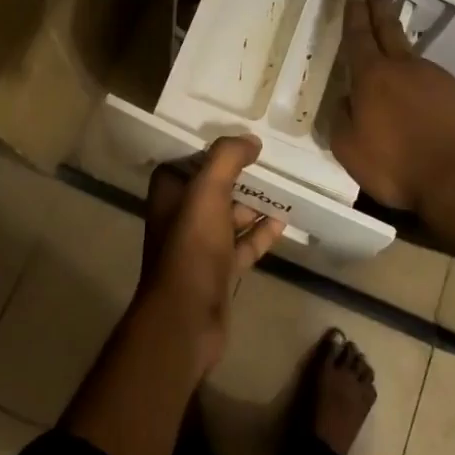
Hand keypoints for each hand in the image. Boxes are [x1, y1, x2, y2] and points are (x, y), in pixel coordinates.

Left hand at [134, 136, 286, 371]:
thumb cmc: (192, 246)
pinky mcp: (218, 269)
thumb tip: (251, 140)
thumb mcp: (207, 191)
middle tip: (272, 159)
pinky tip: (284, 220)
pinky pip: (243, 243)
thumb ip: (227, 158)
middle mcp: (180, 215)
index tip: (243, 137)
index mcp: (169, 192)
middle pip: (214, 186)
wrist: (187, 317)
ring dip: (254, 203)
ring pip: (230, 215)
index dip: (214, 149)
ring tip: (285, 186)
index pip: (190, 159)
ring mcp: (200, 245)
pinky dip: (261, 233)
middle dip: (240, 174)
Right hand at [331, 0, 454, 226]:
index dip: (353, 14)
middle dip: (379, 7)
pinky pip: (440, 90)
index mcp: (372, 77)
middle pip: (389, 30)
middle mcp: (406, 68)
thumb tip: (346, 101)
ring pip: (416, 64)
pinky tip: (431, 117)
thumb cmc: (397, 167)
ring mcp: (440, 78)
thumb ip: (341, 120)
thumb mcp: (349, 150)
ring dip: (405, 64)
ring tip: (401, 85)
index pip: (359, 36)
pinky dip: (431, 96)